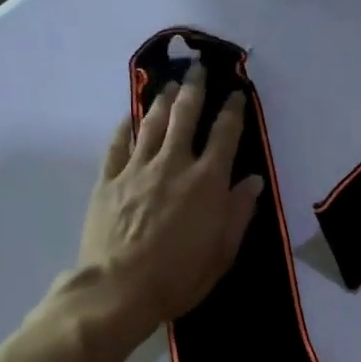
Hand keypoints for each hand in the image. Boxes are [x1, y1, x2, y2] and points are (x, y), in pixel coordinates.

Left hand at [77, 66, 263, 333]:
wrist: (118, 289)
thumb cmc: (178, 278)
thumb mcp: (222, 252)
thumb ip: (238, 213)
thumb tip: (252, 180)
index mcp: (207, 182)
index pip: (224, 135)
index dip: (232, 110)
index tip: (236, 93)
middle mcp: (173, 165)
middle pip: (185, 116)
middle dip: (194, 90)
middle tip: (197, 71)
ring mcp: (137, 169)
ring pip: (151, 123)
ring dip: (162, 101)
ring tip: (169, 86)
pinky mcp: (108, 179)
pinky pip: (118, 144)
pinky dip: (125, 126)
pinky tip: (129, 116)